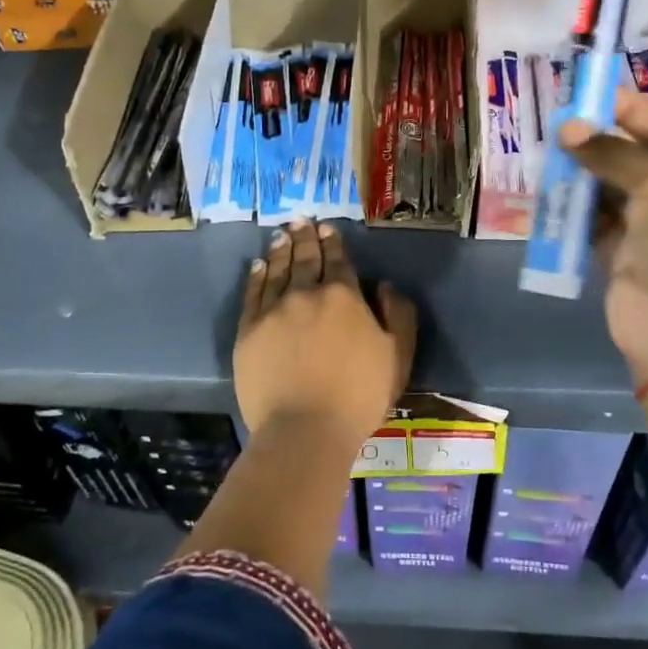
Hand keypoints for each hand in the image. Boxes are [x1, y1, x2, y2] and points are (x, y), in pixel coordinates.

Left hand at [234, 218, 417, 440]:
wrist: (305, 428)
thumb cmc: (359, 394)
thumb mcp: (399, 355)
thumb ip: (398, 315)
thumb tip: (384, 286)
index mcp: (343, 296)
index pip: (337, 261)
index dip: (333, 243)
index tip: (327, 229)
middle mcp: (306, 293)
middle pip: (305, 258)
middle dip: (305, 237)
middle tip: (301, 220)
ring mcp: (273, 310)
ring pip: (277, 270)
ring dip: (281, 250)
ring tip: (282, 234)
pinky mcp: (248, 330)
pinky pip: (252, 294)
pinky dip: (256, 276)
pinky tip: (258, 265)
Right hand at [559, 89, 647, 381]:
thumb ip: (612, 152)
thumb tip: (567, 129)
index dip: (631, 109)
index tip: (589, 97)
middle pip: (635, 155)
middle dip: (598, 140)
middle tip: (557, 126)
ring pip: (608, 187)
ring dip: (581, 172)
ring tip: (548, 154)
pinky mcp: (619, 253)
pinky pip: (592, 220)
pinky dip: (572, 208)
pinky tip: (549, 191)